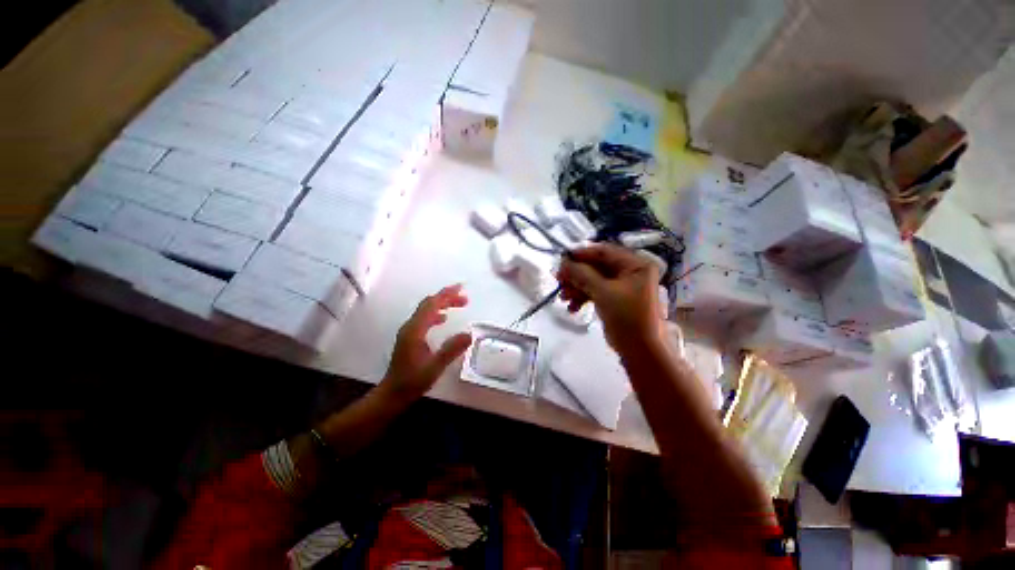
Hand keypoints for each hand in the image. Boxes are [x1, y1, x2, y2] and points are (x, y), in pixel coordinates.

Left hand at [381, 284, 472, 402]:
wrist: (392, 394)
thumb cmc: (412, 381)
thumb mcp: (434, 367)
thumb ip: (451, 350)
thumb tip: (469, 334)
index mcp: (415, 330)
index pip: (431, 305)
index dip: (446, 295)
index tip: (460, 288)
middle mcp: (410, 327)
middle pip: (428, 304)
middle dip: (447, 298)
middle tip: (465, 298)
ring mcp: (409, 332)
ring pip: (427, 310)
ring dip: (443, 305)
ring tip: (459, 305)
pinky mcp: (410, 338)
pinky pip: (425, 318)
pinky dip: (436, 314)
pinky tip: (444, 319)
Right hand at [558, 244, 663, 353]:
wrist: (641, 351)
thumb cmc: (627, 317)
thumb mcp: (603, 292)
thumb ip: (582, 274)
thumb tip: (564, 262)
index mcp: (635, 264)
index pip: (604, 252)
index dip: (581, 255)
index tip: (562, 260)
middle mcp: (630, 272)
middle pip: (596, 267)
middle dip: (576, 275)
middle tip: (558, 281)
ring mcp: (622, 286)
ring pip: (593, 280)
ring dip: (576, 288)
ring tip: (563, 298)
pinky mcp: (615, 299)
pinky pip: (596, 292)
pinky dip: (583, 298)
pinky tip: (572, 308)